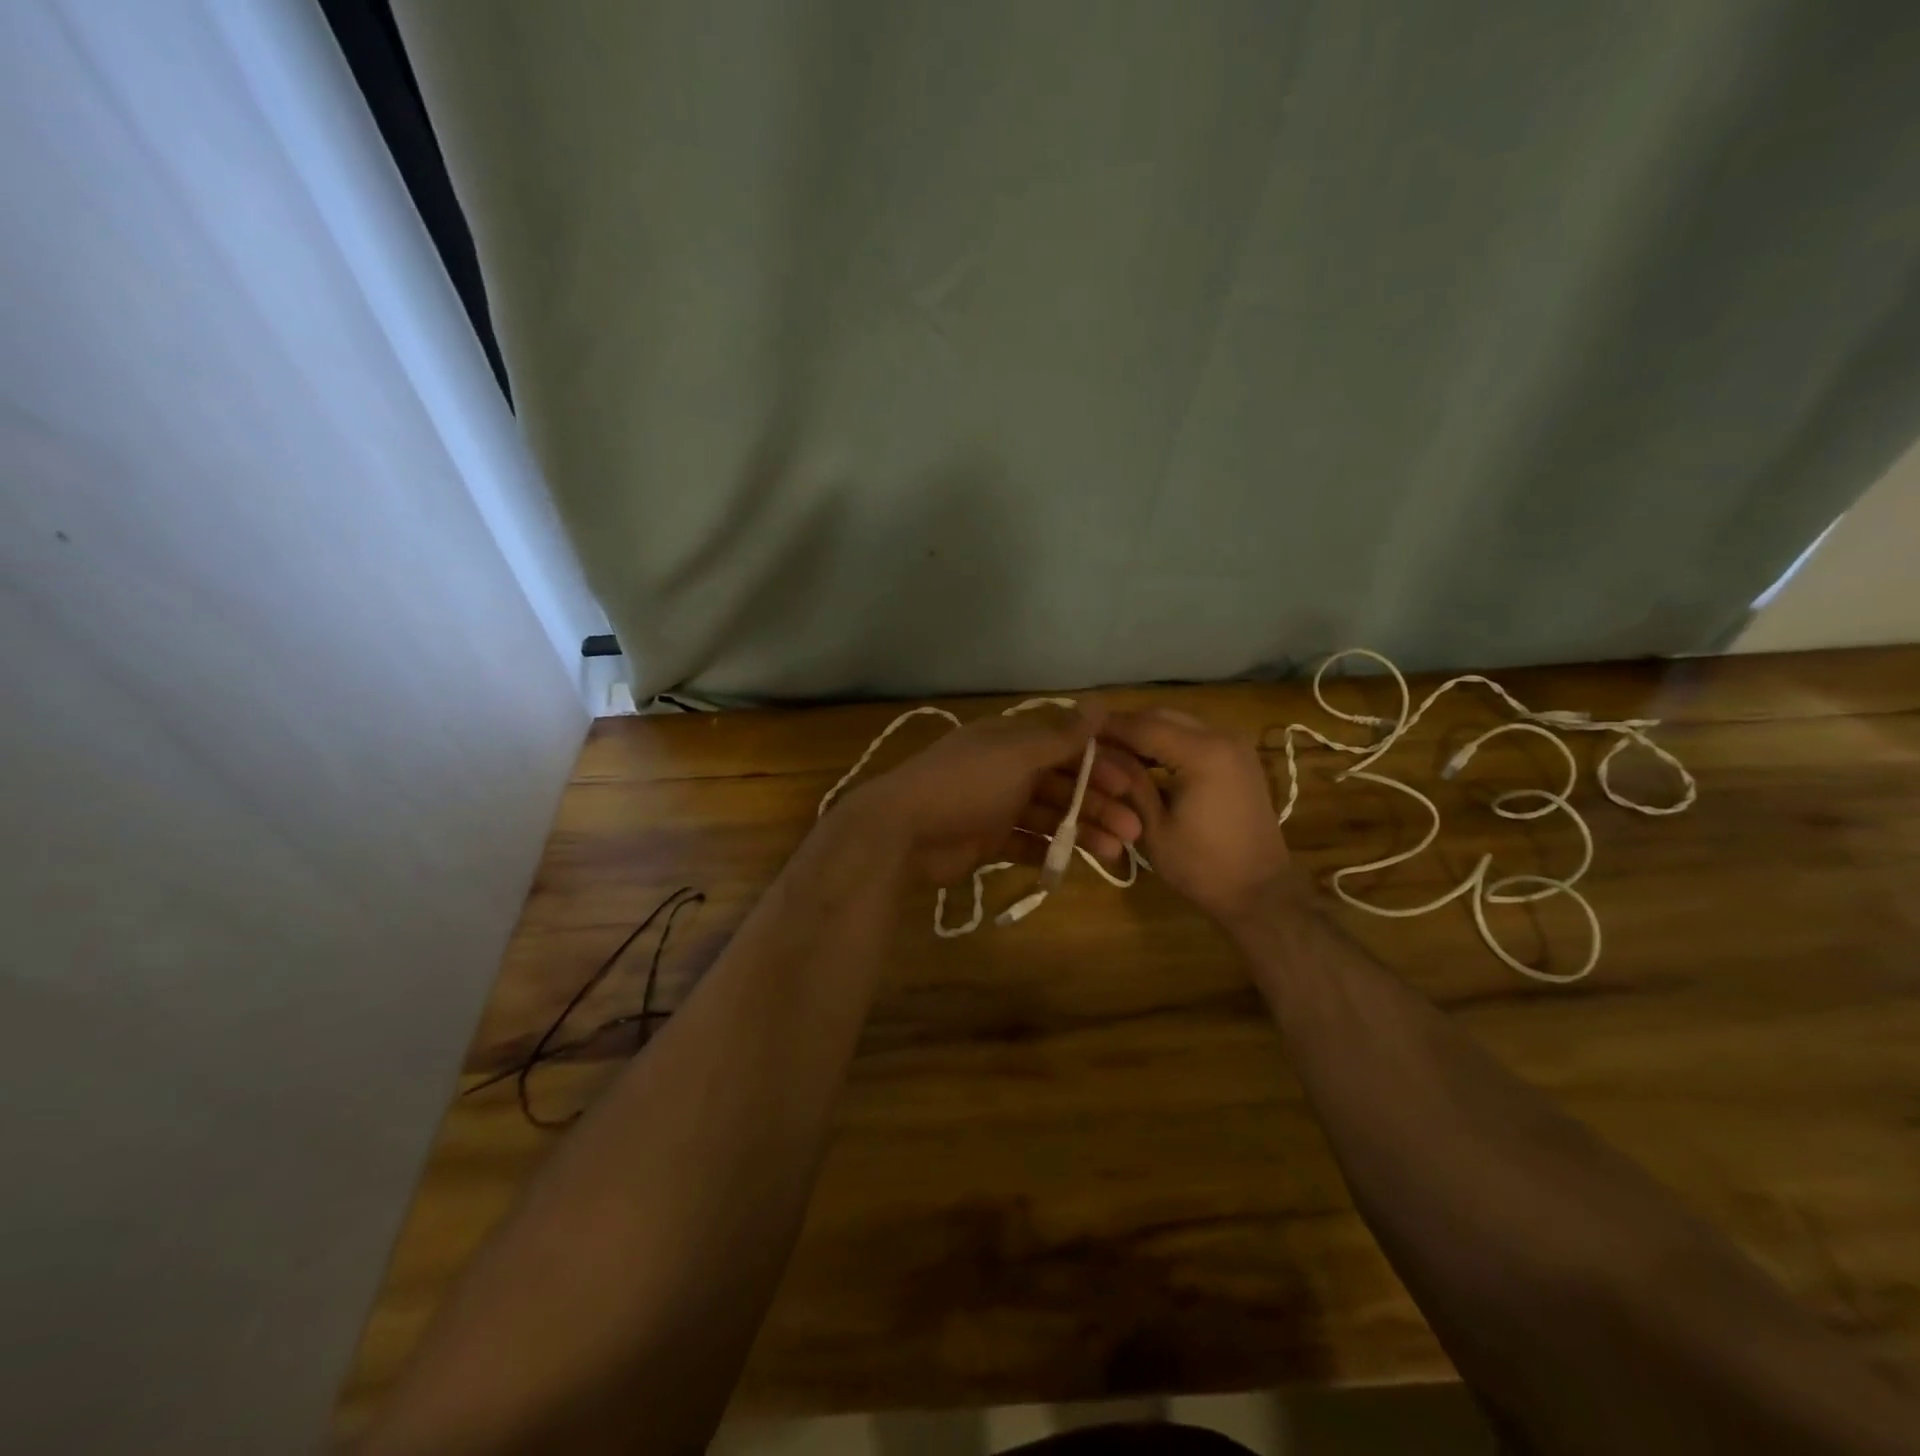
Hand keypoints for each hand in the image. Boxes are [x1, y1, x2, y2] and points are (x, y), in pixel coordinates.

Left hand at [846, 705, 1144, 886]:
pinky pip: (1027, 843)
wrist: (904, 831)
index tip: (1132, 784)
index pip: (1066, 746)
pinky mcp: (987, 840)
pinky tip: (1076, 862)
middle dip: (1099, 804)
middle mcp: (1006, 769)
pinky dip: (1050, 850)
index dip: (1101, 763)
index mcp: (1012, 740)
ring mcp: (995, 806)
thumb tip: (1100, 702)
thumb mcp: (1019, 754)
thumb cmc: (967, 783)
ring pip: (1050, 816)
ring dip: (1083, 830)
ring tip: (1116, 852)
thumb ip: (1062, 736)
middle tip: (1134, 829)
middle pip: (1063, 784)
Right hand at [1098, 708, 1294, 926]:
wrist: (1262, 893)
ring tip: (1113, 756)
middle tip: (1092, 746)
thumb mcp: (1153, 827)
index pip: (1143, 726)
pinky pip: (1194, 738)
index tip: (1076, 732)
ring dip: (1146, 734)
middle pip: (1161, 716)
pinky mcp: (1238, 759)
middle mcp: (1221, 737)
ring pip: (1177, 723)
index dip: (1107, 727)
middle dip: (1125, 728)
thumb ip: (1129, 783)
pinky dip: (1167, 744)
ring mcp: (1234, 746)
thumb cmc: (1203, 867)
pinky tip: (1144, 764)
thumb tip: (1098, 753)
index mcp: (1202, 753)